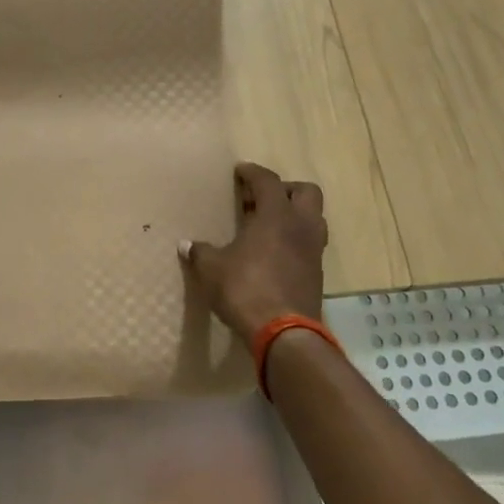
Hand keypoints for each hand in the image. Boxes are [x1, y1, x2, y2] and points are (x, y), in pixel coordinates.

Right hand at [181, 162, 327, 339]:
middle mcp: (301, 226)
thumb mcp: (212, 269)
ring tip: (268, 226)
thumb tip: (186, 245)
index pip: (268, 181)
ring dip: (294, 215)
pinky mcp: (317, 273)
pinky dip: (295, 240)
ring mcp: (313, 250)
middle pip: (305, 192)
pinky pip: (310, 244)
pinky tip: (274, 253)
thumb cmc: (245, 289)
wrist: (284, 332)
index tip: (240, 171)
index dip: (253, 173)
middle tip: (260, 200)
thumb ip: (200, 252)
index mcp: (276, 215)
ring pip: (313, 218)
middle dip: (284, 190)